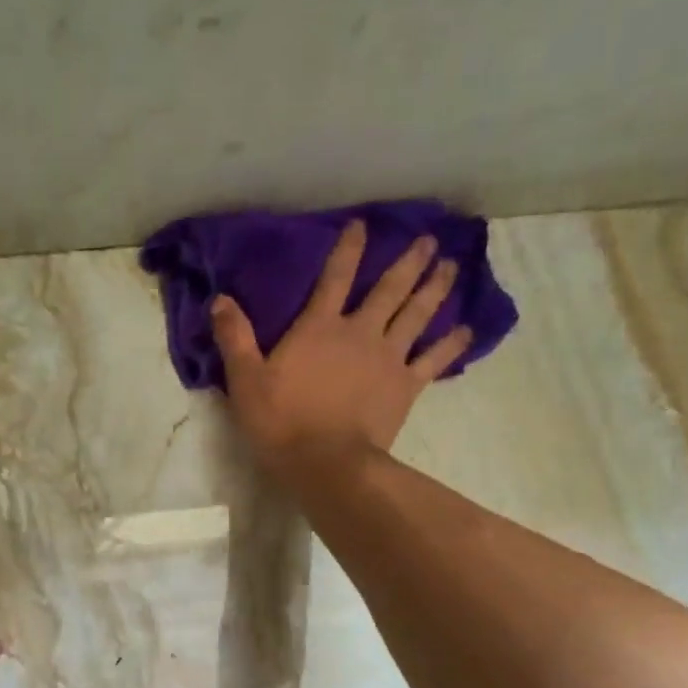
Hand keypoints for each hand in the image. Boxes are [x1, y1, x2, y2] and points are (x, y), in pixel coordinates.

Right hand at [211, 219, 471, 477]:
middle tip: (429, 240)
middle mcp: (359, 333)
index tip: (362, 224)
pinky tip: (467, 330)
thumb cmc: (281, 422)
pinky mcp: (406, 386)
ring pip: (417, 315)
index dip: (348, 249)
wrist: (325, 462)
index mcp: (319, 327)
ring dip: (435, 289)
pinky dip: (452, 344)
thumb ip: (234, 337)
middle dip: (408, 262)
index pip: (334, 277)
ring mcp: (388, 358)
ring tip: (450, 267)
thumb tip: (220, 299)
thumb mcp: (245, 380)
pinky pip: (434, 359)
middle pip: (389, 289)